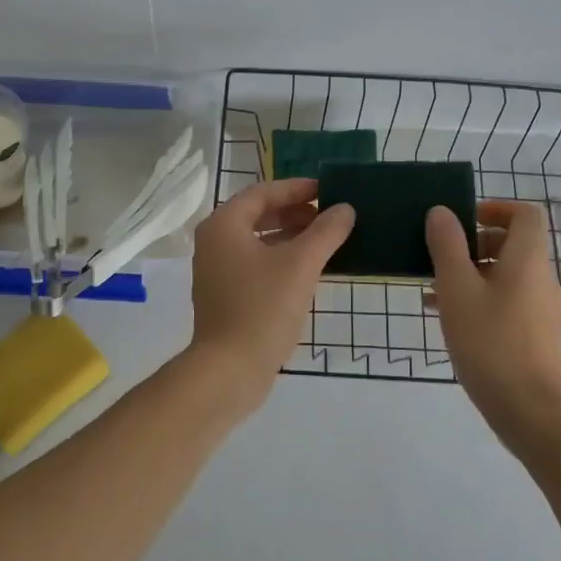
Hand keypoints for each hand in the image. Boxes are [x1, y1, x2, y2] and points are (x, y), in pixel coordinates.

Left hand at [186, 179, 354, 415]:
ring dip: (291, 237)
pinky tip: (309, 270)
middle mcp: (215, 242)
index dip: (297, 189)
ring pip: (259, 241)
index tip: (329, 191)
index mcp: (224, 225)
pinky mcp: (226, 295)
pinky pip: (256, 264)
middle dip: (296, 213)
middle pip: (259, 215)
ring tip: (327, 240)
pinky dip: (281, 259)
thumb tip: (345, 208)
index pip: (263, 193)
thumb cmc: (262, 309)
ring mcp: (217, 271)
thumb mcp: (300, 265)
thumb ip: (326, 232)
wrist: (229, 371)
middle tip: (331, 216)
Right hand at [426, 201, 560, 445]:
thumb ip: (447, 246)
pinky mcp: (532, 334)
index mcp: (527, 259)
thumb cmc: (491, 342)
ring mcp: (538, 308)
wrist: (530, 412)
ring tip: (431, 288)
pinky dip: (476, 298)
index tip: (462, 219)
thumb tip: (441, 212)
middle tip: (439, 255)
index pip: (525, 214)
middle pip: (511, 243)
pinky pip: (503, 301)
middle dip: (473, 242)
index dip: (495, 207)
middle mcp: (539, 278)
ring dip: (469, 273)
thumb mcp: (457, 289)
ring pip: (503, 274)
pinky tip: (444, 316)